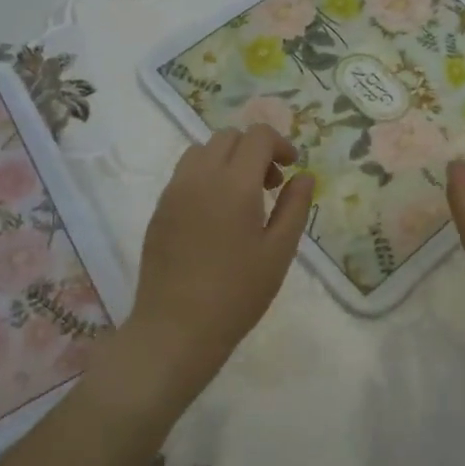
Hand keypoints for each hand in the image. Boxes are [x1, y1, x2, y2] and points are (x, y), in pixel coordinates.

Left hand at [123, 125, 312, 403]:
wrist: (176, 329)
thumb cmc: (237, 293)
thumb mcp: (279, 252)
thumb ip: (295, 207)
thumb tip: (305, 175)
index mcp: (234, 183)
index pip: (257, 136)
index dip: (280, 143)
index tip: (292, 168)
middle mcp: (200, 177)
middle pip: (228, 137)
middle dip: (255, 150)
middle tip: (271, 185)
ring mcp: (174, 191)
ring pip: (202, 151)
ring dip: (227, 160)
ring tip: (242, 197)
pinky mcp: (159, 209)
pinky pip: (184, 174)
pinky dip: (206, 176)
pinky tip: (216, 216)